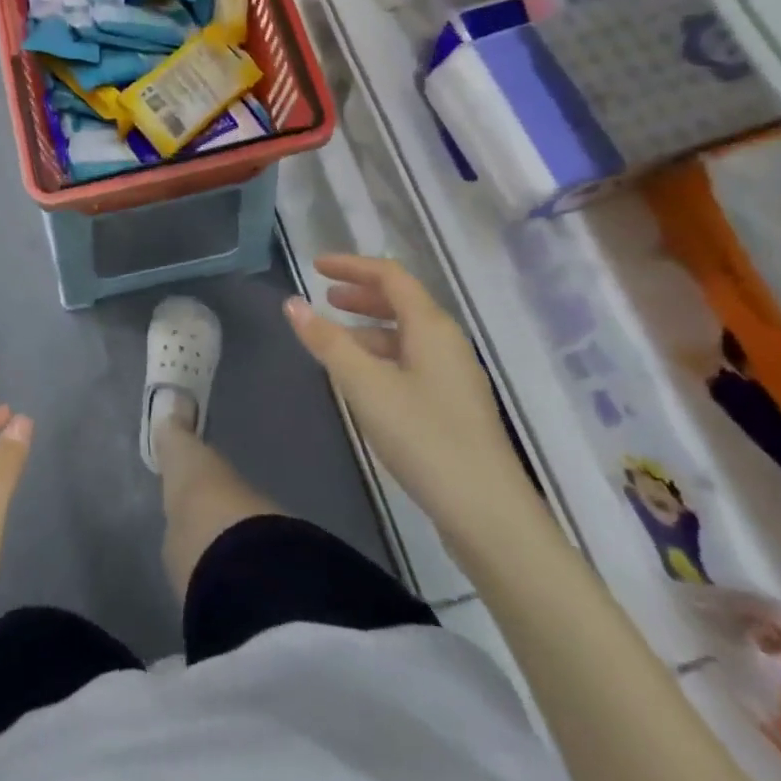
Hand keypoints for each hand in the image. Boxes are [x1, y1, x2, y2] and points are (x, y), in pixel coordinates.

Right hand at [286, 255, 537, 533]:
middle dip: (361, 294)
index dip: (352, 266)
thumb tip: (292, 302)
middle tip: (326, 297)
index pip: (390, 276)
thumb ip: (327, 341)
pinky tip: (363, 380)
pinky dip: (382, 355)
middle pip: (402, 302)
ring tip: (335, 339)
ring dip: (370, 327)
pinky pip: (413, 360)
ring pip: (407, 334)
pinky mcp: (455, 405)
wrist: (488, 514)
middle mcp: (448, 342)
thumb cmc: (424, 438)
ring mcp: (455, 375)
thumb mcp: (365, 386)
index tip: (315, 267)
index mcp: (431, 327)